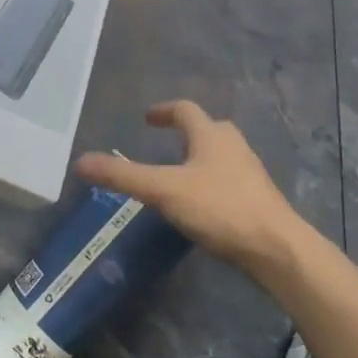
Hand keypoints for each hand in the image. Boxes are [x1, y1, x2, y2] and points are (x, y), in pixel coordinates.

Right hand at [76, 101, 305, 267]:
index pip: (184, 110)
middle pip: (207, 128)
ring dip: (200, 156)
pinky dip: (212, 180)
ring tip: (179, 174)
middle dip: (185, 132)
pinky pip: (230, 178)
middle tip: (164, 144)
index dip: (163, 111)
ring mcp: (250, 171)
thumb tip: (80, 161)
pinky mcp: (259, 197)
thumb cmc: (219, 208)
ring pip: (221, 153)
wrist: (276, 248)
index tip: (147, 118)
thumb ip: (123, 177)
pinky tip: (203, 203)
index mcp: (210, 134)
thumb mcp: (164, 191)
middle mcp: (233, 145)